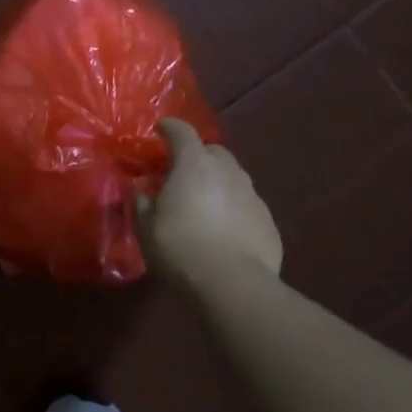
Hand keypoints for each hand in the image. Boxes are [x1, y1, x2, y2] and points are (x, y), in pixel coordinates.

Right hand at [136, 118, 282, 290]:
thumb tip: (143, 192)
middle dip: (198, 156)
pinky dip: (234, 209)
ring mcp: (252, 195)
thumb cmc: (181, 248)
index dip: (170, 127)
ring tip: (204, 204)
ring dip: (218, 183)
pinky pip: (246, 205)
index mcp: (194, 165)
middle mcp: (227, 171)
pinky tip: (225, 230)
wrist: (233, 284)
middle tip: (182, 173)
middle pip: (213, 151)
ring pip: (233, 177)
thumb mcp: (146, 228)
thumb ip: (143, 203)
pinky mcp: (268, 220)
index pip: (182, 132)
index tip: (161, 128)